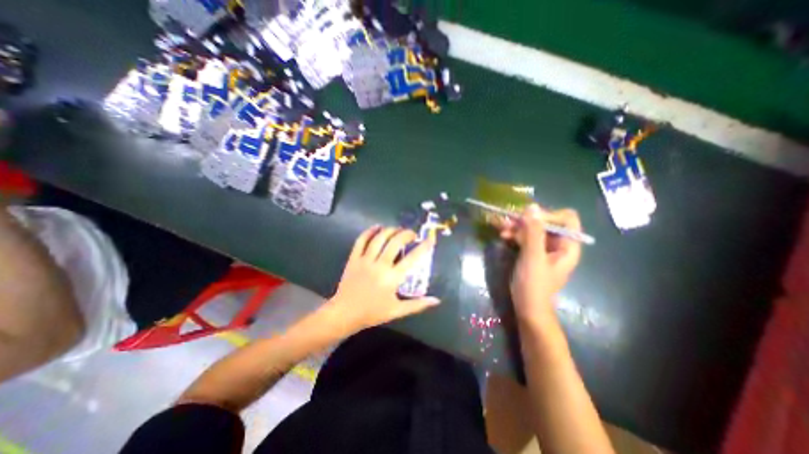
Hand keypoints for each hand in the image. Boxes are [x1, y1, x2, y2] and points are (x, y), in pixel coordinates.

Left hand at [326, 225, 441, 331]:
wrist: (344, 313)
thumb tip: (436, 300)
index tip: (430, 239)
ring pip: (379, 238)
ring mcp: (365, 260)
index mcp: (392, 278)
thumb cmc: (372, 313)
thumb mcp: (397, 311)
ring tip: (398, 229)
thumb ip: (418, 305)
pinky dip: (370, 231)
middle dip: (406, 234)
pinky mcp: (354, 258)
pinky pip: (361, 240)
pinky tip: (377, 227)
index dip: (424, 247)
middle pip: (395, 242)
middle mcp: (380, 265)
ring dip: (390, 230)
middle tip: (412, 234)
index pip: (412, 258)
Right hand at [493, 204, 581, 326]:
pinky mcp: (533, 253)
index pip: (566, 219)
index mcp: (568, 246)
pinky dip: (515, 235)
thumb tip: (532, 207)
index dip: (548, 215)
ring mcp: (545, 249)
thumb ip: (533, 232)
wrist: (527, 308)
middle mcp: (559, 244)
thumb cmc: (534, 284)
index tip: (527, 219)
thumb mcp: (533, 257)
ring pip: (533, 229)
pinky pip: (525, 237)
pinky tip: (503, 236)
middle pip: (546, 222)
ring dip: (517, 227)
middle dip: (526, 221)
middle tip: (507, 221)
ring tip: (501, 229)